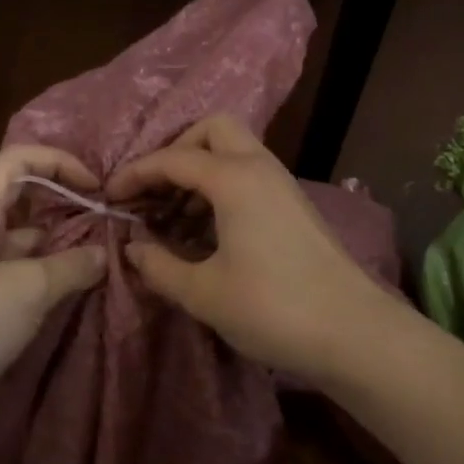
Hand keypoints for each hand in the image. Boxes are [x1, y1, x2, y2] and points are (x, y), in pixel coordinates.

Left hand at [0, 145, 107, 458]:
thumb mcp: (28, 288)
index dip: (57, 162)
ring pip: (26, 244)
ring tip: (104, 255)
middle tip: (107, 220)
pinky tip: (79, 290)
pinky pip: (24, 280)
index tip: (95, 185)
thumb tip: (102, 255)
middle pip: (22, 201)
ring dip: (62, 245)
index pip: (16, 162)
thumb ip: (71, 265)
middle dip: (64, 203)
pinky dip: (51, 279)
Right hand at [105, 115, 397, 381]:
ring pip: (233, 153)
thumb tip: (132, 248)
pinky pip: (248, 177)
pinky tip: (204, 234)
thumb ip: (159, 266)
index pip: (172, 159)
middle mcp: (260, 168)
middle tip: (153, 192)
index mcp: (234, 178)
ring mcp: (282, 185)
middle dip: (176, 151)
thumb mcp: (204, 292)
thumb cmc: (272, 308)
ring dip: (198, 173)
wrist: (354, 333)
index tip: (109, 198)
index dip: (135, 174)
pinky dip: (220, 190)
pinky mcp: (294, 207)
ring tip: (171, 219)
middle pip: (212, 130)